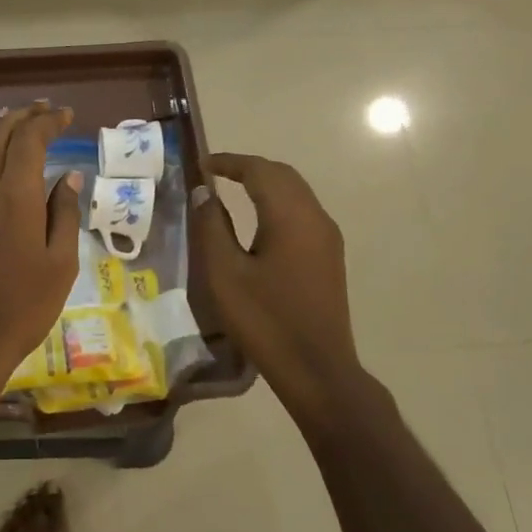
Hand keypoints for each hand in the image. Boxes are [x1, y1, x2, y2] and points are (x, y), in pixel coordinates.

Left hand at [0, 103, 82, 393]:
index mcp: (13, 194)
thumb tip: (69, 177)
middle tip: (41, 111)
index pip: (29, 138)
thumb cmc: (21, 307)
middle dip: (20, 116)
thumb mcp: (60, 264)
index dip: (47, 121)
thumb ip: (64, 214)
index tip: (64, 115)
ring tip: (11, 122)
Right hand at [193, 153, 365, 416]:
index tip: (202, 164)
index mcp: (291, 217)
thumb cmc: (265, 320)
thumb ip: (212, 227)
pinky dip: (277, 203)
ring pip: (296, 192)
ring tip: (231, 191)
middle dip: (249, 168)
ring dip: (265, 184)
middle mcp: (315, 217)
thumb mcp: (225, 273)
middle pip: (283, 175)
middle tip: (215, 173)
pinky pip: (302, 212)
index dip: (229, 162)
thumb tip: (203, 193)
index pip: (260, 171)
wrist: (316, 369)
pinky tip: (258, 221)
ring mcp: (327, 237)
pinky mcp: (329, 256)